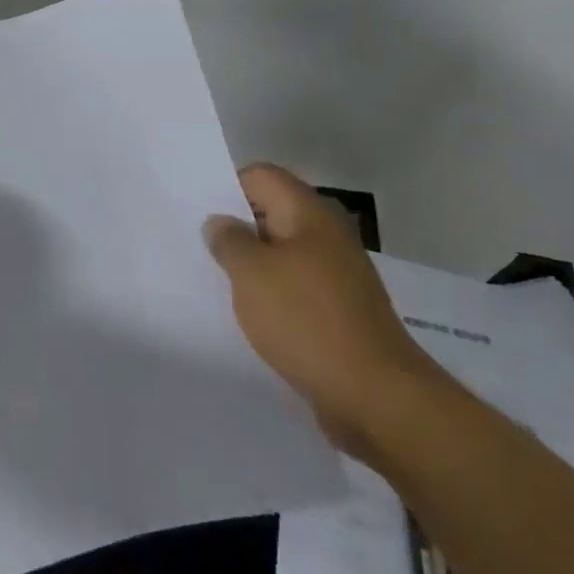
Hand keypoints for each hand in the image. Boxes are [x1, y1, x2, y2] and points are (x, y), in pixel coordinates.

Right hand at [205, 163, 446, 455]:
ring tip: (215, 281)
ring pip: (281, 254)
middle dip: (235, 228)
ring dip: (251, 265)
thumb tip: (221, 223)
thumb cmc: (306, 321)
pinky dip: (270, 295)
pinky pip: (294, 288)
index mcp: (309, 214)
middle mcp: (326, 236)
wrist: (376, 398)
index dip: (226, 187)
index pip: (261, 176)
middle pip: (271, 213)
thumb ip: (228, 241)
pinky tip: (248, 314)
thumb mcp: (251, 273)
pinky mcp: (338, 312)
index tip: (198, 213)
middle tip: (198, 247)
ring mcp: (336, 276)